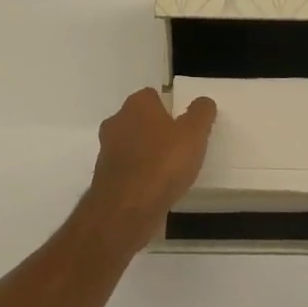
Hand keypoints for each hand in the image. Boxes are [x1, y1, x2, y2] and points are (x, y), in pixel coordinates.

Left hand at [86, 88, 217, 250]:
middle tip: (181, 146)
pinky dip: (140, 175)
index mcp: (136, 105)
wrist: (126, 210)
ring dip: (147, 154)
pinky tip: (156, 189)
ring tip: (171, 171)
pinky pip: (128, 170)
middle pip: (141, 120)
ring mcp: (107, 151)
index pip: (153, 96)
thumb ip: (201, 113)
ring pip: (132, 145)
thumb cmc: (163, 163)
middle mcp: (117, 122)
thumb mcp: (194, 133)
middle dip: (157, 131)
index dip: (170, 108)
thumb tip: (203, 102)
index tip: (185, 124)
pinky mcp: (105, 178)